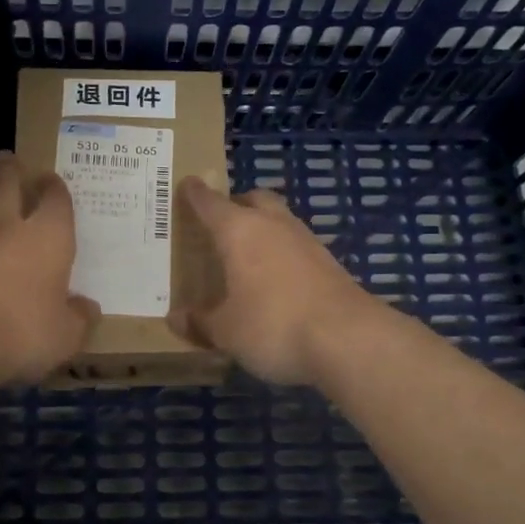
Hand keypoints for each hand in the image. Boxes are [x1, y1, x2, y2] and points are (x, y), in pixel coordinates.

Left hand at [0, 151, 99, 385]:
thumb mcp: (66, 332)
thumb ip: (79, 318)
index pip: (56, 200)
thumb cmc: (25, 324)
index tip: (51, 177)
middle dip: (10, 173)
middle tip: (8, 158)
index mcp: (51, 235)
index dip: (55, 188)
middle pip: (8, 190)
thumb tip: (86, 308)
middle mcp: (15, 232)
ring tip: (9, 223)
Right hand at [168, 177, 383, 385]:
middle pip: (254, 199)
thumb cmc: (273, 325)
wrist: (348, 339)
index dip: (195, 194)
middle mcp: (273, 225)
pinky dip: (282, 253)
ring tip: (247, 254)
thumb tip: (176, 318)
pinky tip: (276, 279)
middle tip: (220, 223)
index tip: (186, 184)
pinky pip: (297, 246)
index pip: (210, 203)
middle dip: (236, 204)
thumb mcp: (226, 332)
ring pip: (279, 220)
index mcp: (239, 231)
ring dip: (263, 228)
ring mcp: (307, 241)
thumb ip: (200, 321)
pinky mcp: (330, 263)